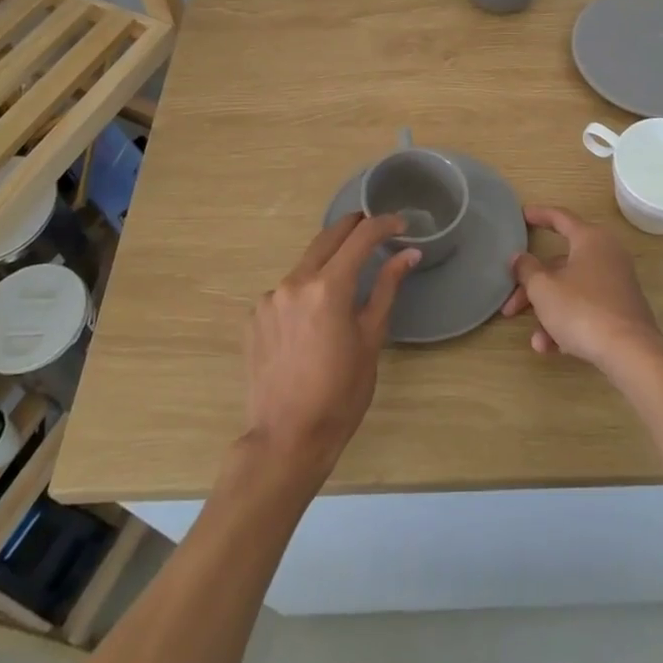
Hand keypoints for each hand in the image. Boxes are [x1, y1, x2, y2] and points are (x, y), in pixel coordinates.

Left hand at [242, 213, 419, 485]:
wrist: (285, 439)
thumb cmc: (340, 393)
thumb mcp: (371, 339)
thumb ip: (386, 288)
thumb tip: (408, 253)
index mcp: (328, 287)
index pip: (360, 238)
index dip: (383, 224)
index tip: (401, 223)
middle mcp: (294, 283)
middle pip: (327, 238)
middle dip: (352, 226)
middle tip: (373, 225)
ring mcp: (269, 299)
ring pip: (304, 266)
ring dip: (327, 262)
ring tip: (345, 278)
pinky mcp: (254, 317)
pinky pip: (285, 292)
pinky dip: (304, 292)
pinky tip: (313, 318)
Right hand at [500, 205, 662, 375]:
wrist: (630, 353)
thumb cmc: (582, 309)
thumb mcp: (544, 289)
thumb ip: (527, 269)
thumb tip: (519, 257)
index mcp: (590, 239)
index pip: (560, 218)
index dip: (539, 215)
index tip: (521, 216)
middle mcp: (606, 255)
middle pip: (560, 264)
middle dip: (533, 287)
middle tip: (510, 305)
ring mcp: (616, 283)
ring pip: (571, 290)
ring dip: (548, 312)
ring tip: (535, 339)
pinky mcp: (621, 310)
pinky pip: (586, 309)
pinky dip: (567, 323)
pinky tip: (550, 347)